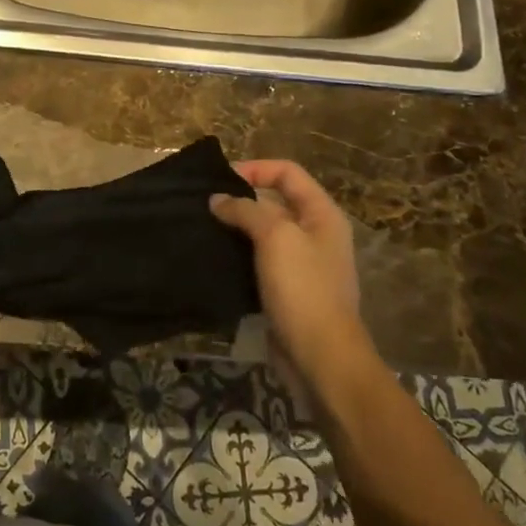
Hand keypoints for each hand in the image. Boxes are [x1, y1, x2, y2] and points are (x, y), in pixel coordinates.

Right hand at [210, 160, 375, 388]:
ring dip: (236, 227)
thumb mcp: (275, 237)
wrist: (321, 358)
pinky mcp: (287, 290)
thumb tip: (218, 200)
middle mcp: (315, 233)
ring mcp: (302, 264)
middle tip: (205, 203)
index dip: (255, 168)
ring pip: (264, 232)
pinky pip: (259, 260)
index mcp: (322, 214)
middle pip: (275, 201)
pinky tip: (215, 257)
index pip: (287, 173)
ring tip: (204, 227)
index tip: (221, 179)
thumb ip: (245, 210)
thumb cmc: (303, 289)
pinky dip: (238, 255)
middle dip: (241, 198)